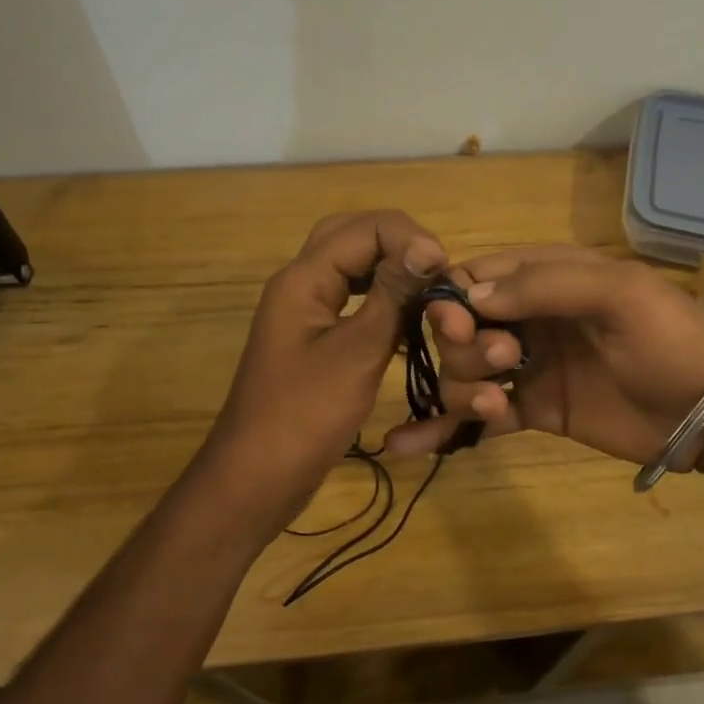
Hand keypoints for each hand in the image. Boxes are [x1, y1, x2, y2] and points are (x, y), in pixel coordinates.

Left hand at [204, 211, 444, 519]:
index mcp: (304, 279)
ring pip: (351, 265)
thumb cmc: (306, 415)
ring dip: (390, 267)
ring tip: (428, 287)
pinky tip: (407, 316)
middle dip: (398, 242)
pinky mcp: (313, 336)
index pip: (366, 227)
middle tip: (436, 269)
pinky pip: (350, 296)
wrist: (257, 476)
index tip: (445, 273)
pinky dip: (381, 296)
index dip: (411, 239)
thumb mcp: (357, 352)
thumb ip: (393, 296)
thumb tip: (429, 246)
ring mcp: (305, 310)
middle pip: (352, 235)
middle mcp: (301, 283)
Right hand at [384, 246, 703, 466]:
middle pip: (462, 326)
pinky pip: (480, 414)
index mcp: (548, 276)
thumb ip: (545, 285)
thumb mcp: (618, 295)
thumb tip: (469, 294)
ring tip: (500, 407)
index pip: (477, 275)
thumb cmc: (670, 340)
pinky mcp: (534, 410)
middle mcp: (530, 318)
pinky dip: (446, 426)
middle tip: (504, 362)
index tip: (457, 326)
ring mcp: (529, 366)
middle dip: (465, 346)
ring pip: (465, 371)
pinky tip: (409, 445)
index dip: (453, 299)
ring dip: (465, 388)